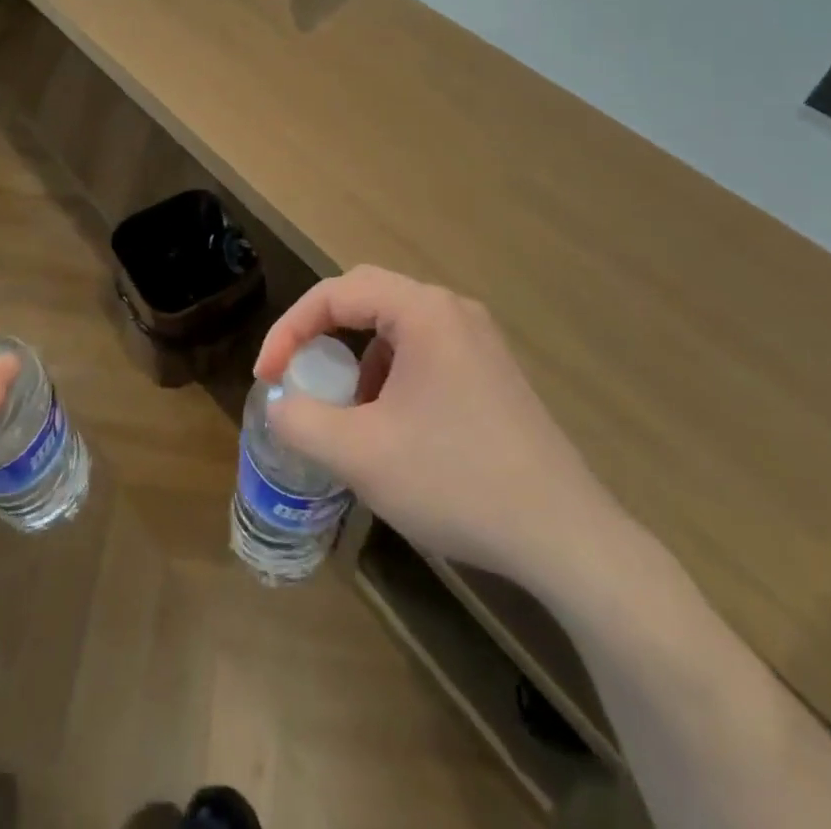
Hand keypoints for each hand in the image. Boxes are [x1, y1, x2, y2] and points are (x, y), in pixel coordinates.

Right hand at [256, 266, 634, 597]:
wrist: (564, 537)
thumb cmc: (456, 481)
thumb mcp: (360, 455)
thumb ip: (301, 420)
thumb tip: (279, 403)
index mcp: (423, 312)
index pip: (336, 294)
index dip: (290, 329)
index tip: (267, 377)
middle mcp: (453, 311)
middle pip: (366, 298)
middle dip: (321, 334)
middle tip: (296, 374)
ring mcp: (479, 341)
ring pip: (396, 328)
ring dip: (357, 358)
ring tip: (345, 411)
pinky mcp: (492, 372)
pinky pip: (424, 353)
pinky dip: (390, 376)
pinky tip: (393, 427)